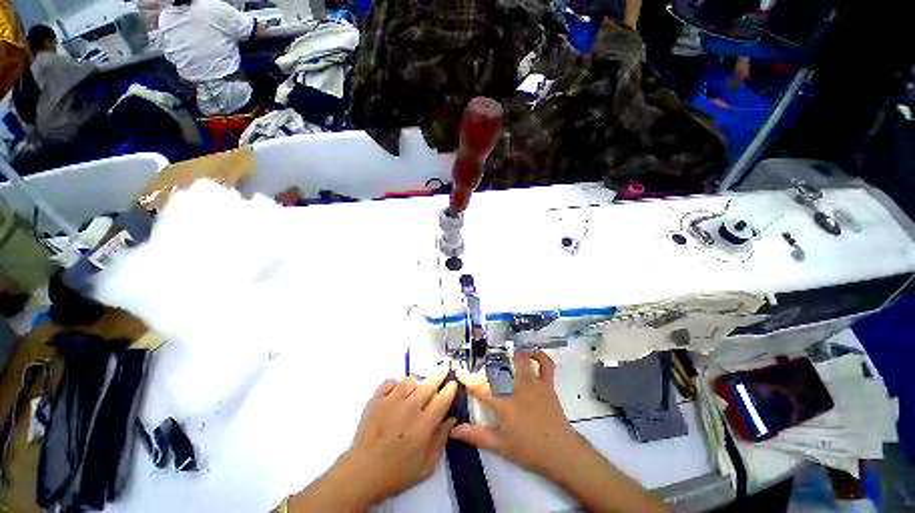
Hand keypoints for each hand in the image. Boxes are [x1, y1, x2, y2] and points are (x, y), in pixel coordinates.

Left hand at [290, 368, 456, 510]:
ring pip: (410, 381)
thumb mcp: (425, 466)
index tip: (453, 383)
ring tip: (417, 389)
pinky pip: (390, 382)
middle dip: (439, 375)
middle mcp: (410, 408)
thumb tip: (451, 420)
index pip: (442, 400)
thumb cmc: (396, 473)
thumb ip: (441, 440)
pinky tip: (397, 391)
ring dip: (416, 383)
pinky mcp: (376, 399)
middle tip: (444, 368)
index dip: (450, 389)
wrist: (362, 472)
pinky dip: (396, 383)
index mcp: (424, 424)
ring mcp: (391, 401)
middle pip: (429, 385)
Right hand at [451, 351, 669, 512]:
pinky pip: (545, 364)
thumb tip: (453, 429)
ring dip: (509, 356)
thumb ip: (475, 436)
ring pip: (519, 361)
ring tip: (500, 357)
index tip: (459, 372)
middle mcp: (518, 389)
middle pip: (498, 370)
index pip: (480, 387)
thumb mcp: (500, 446)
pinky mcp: (547, 384)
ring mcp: (534, 384)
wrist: (561, 453)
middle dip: (486, 367)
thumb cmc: (529, 450)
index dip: (467, 378)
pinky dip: (538, 355)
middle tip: (480, 370)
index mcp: (504, 404)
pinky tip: (529, 353)